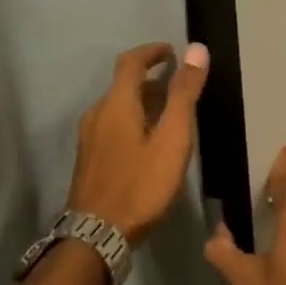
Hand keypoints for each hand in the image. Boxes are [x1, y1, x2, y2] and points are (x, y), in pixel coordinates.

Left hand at [67, 42, 209, 245]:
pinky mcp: (89, 159)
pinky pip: (112, 126)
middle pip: (123, 85)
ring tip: (170, 117)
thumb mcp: (172, 139)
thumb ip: (183, 95)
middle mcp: (97, 114)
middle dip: (151, 80)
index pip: (130, 62)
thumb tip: (196, 49)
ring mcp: (89, 138)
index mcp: (116, 103)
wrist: (97, 235)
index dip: (152, 52)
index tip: (172, 52)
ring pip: (118, 108)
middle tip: (180, 89)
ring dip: (143, 103)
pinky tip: (149, 144)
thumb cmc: (140, 186)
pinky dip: (133, 122)